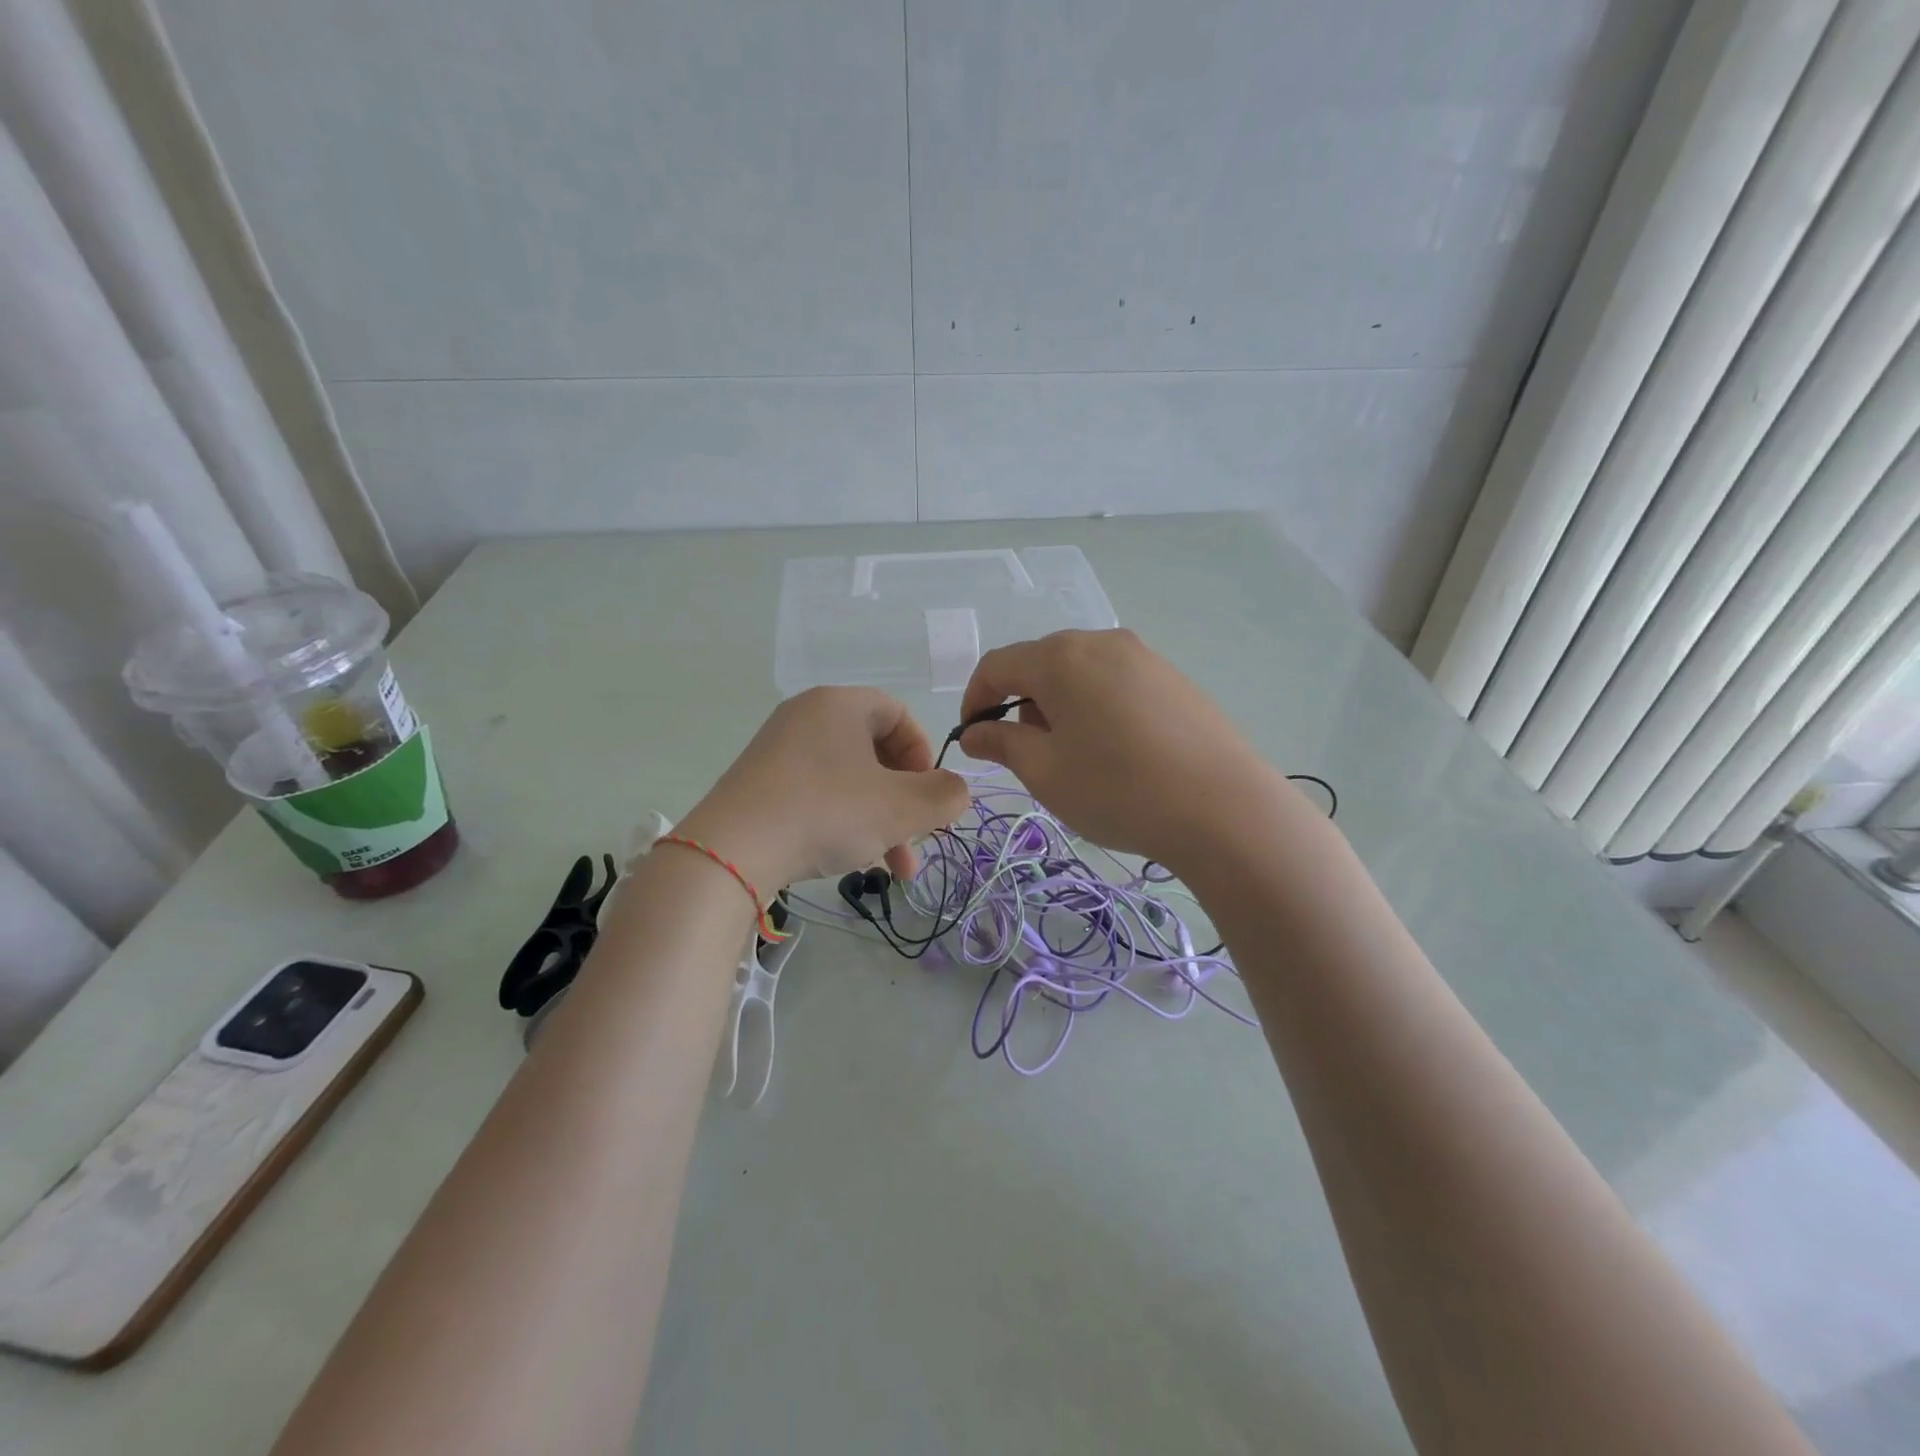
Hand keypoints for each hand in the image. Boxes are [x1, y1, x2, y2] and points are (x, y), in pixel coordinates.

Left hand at [676, 687, 969, 891]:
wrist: (732, 851)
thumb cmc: (828, 812)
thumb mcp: (901, 808)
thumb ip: (945, 796)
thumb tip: (956, 792)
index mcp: (841, 704)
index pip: (899, 715)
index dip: (925, 755)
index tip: (929, 795)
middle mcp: (807, 716)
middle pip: (875, 752)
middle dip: (905, 800)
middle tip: (918, 839)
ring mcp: (778, 750)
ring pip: (848, 779)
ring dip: (879, 820)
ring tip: (894, 869)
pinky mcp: (759, 783)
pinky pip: (816, 793)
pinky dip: (843, 821)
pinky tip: (851, 860)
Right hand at [958, 629, 1281, 870]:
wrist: (1224, 808)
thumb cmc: (1117, 789)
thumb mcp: (1045, 772)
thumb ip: (1002, 743)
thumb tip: (975, 732)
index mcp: (1060, 657)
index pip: (997, 665)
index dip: (975, 699)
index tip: (973, 737)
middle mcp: (1101, 642)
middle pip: (1041, 663)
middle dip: (1021, 703)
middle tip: (1028, 753)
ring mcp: (1143, 656)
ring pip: (1080, 672)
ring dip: (1060, 705)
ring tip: (1075, 755)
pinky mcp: (1173, 677)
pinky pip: (1116, 681)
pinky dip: (1097, 706)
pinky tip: (1116, 750)